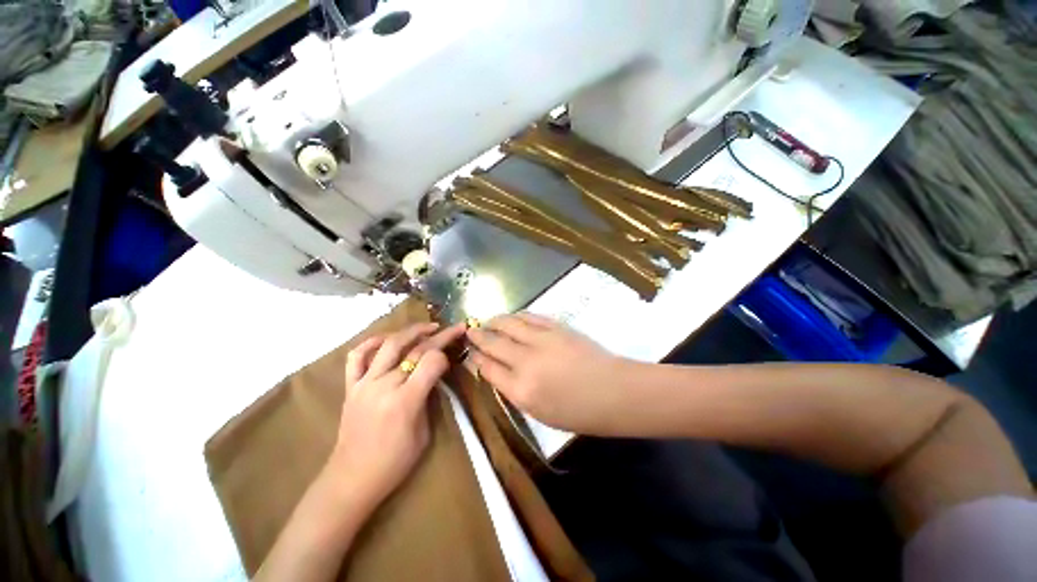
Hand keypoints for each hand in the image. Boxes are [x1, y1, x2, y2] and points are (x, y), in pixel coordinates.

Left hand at [328, 322, 465, 507]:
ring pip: (389, 344)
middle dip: (439, 336)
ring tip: (428, 327)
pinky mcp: (351, 386)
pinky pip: (357, 356)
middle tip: (454, 328)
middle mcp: (384, 385)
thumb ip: (429, 398)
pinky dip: (371, 342)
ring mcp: (364, 383)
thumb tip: (435, 374)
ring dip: (411, 331)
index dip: (445, 354)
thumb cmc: (394, 462)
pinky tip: (386, 339)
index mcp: (405, 401)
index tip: (453, 355)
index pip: (431, 361)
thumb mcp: (424, 432)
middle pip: (415, 349)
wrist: (352, 479)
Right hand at [466, 313, 633, 434]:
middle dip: (478, 336)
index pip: (488, 368)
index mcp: (520, 390)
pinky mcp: (556, 327)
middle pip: (494, 343)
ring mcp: (541, 340)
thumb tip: (497, 372)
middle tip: (470, 331)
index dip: (476, 358)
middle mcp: (526, 362)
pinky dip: (516, 315)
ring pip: (509, 324)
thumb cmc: (579, 412)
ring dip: (494, 321)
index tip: (470, 352)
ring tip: (487, 321)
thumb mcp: (540, 413)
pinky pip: (529, 317)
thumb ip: (515, 392)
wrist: (613, 391)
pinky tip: (511, 316)